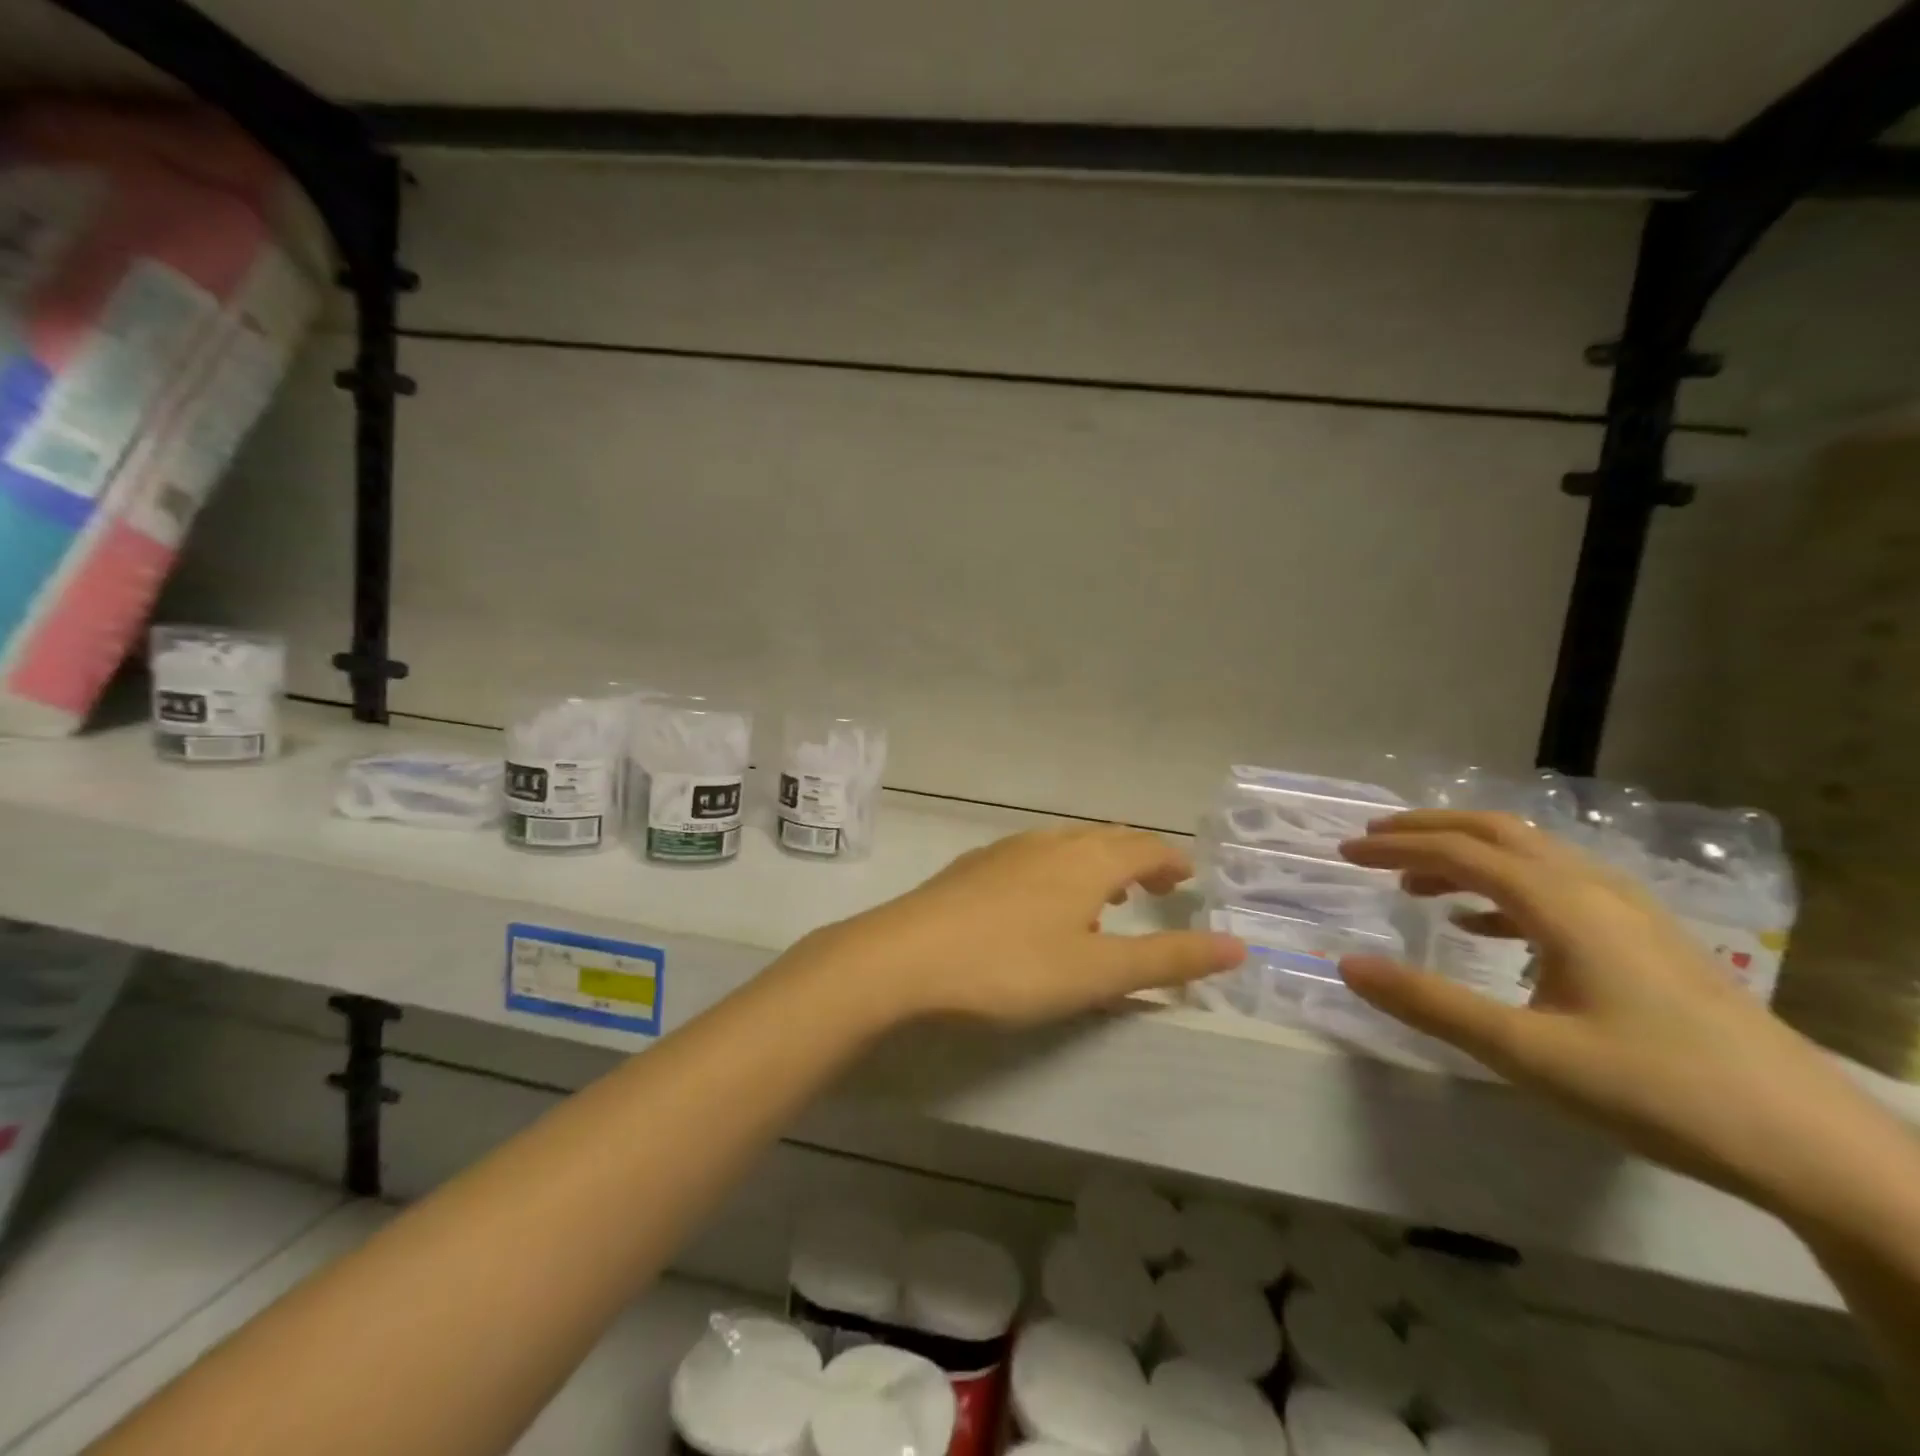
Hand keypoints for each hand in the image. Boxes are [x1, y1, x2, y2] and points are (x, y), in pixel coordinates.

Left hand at [807, 826, 1244, 1027]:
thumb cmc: (1011, 966)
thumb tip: (1239, 946)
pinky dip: (1056, 873)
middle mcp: (1048, 843)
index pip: (1144, 846)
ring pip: (1064, 846)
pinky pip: (1031, 859)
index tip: (1188, 878)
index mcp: (1086, 861)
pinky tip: (1040, 906)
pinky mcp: (971, 869)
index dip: (1171, 860)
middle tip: (1157, 887)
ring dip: (1095, 864)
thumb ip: (1168, 960)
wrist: (904, 957)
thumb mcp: (1098, 972)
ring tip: (1105, 896)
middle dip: (1137, 859)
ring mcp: (1004, 852)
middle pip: (1104, 839)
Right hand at [1337, 811, 1868, 1208]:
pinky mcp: (1646, 939)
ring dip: (1464, 857)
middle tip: (1372, 843)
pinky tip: (1482, 928)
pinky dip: (1502, 891)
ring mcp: (1628, 911)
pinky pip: (1556, 888)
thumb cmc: (1658, 1090)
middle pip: (1497, 832)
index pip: (1459, 851)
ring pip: (1529, 855)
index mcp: (1562, 904)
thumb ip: (1430, 1004)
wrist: (1812, 1145)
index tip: (1344, 854)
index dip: (1395, 846)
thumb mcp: (1526, 1052)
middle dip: (1427, 830)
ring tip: (1415, 884)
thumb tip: (1347, 964)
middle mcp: (1594, 889)